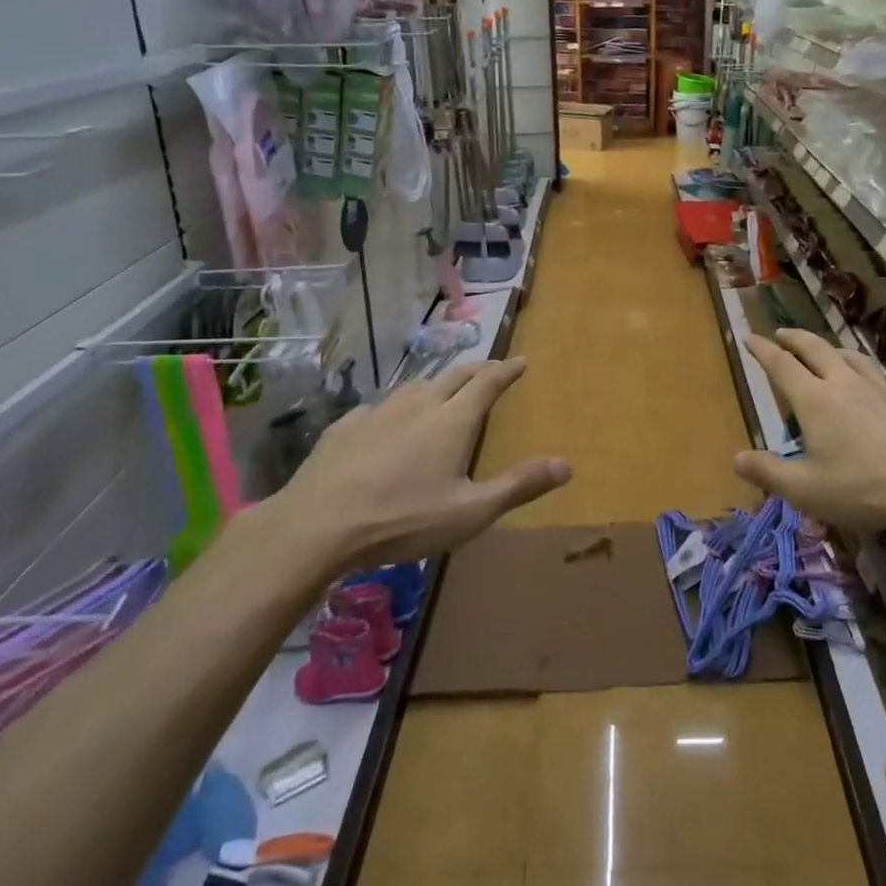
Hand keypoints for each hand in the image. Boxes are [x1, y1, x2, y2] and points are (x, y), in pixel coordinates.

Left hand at [254, 357, 569, 574]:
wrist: (318, 525)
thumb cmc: (403, 519)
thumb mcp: (470, 512)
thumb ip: (518, 486)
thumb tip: (566, 464)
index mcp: (452, 420)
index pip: (487, 383)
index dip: (506, 370)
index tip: (520, 360)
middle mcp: (419, 404)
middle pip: (454, 376)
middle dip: (476, 369)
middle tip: (489, 368)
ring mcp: (379, 411)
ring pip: (416, 386)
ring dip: (437, 383)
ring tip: (443, 389)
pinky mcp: (346, 426)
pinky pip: (380, 407)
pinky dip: (397, 407)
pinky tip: (388, 421)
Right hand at [734, 329, 885, 534]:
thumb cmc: (861, 488)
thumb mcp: (804, 490)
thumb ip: (768, 472)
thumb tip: (737, 458)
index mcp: (814, 399)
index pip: (781, 365)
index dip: (762, 350)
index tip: (749, 337)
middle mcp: (845, 383)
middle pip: (815, 349)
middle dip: (794, 339)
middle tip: (781, 334)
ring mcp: (882, 388)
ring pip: (853, 357)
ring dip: (834, 350)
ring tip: (828, 352)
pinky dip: (877, 373)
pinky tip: (881, 379)